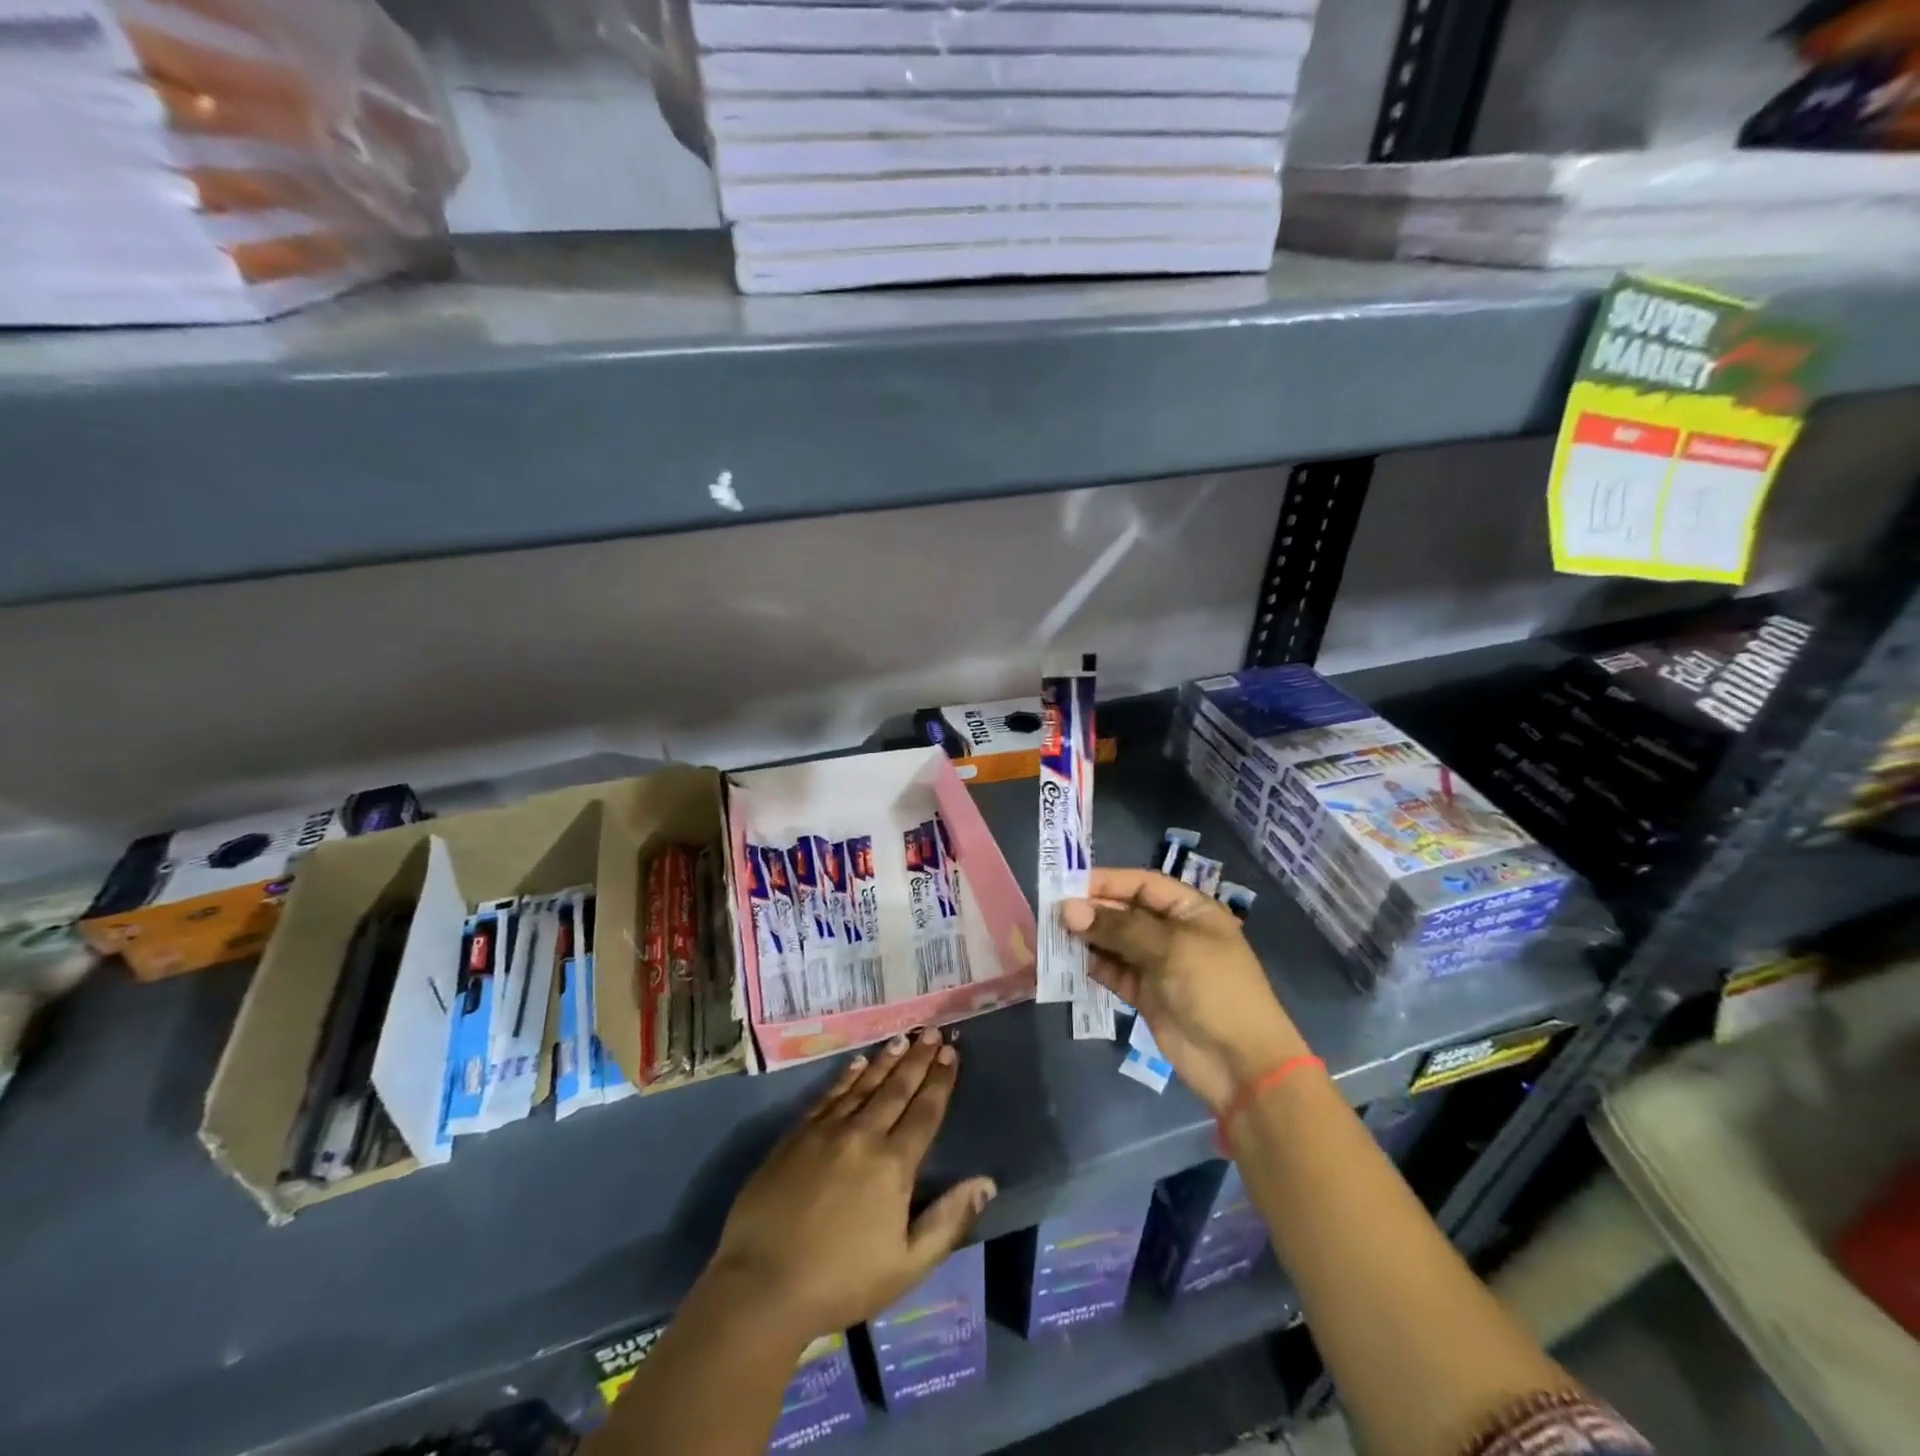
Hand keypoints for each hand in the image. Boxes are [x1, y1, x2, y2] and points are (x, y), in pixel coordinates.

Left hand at [702, 1029, 996, 1342]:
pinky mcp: (796, 1135)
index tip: (951, 1053)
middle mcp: (863, 1136)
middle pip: (897, 1089)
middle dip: (918, 1059)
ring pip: (863, 1085)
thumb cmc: (841, 1282)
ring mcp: (826, 1131)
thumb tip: (986, 1183)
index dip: (940, 1081)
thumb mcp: (907, 1266)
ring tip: (902, 1039)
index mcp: (894, 1165)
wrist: (761, 1286)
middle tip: (932, 1032)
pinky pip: (828, 1096)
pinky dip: (846, 1077)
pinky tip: (856, 1064)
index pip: (925, 1112)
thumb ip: (948, 1221)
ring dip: (885, 1060)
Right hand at [1064, 867, 1309, 1112]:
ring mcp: (1159, 965)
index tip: (1068, 885)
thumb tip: (1068, 910)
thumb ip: (1118, 927)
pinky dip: (1093, 966)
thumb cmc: (1214, 989)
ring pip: (1116, 942)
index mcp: (1191, 910)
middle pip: (1126, 911)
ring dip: (1088, 938)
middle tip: (1052, 912)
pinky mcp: (1146, 995)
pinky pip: (1114, 972)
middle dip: (1092, 910)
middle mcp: (1173, 932)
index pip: (1143, 884)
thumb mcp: (1169, 948)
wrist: (1240, 1063)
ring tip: (1053, 935)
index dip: (1107, 881)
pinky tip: (1068, 961)